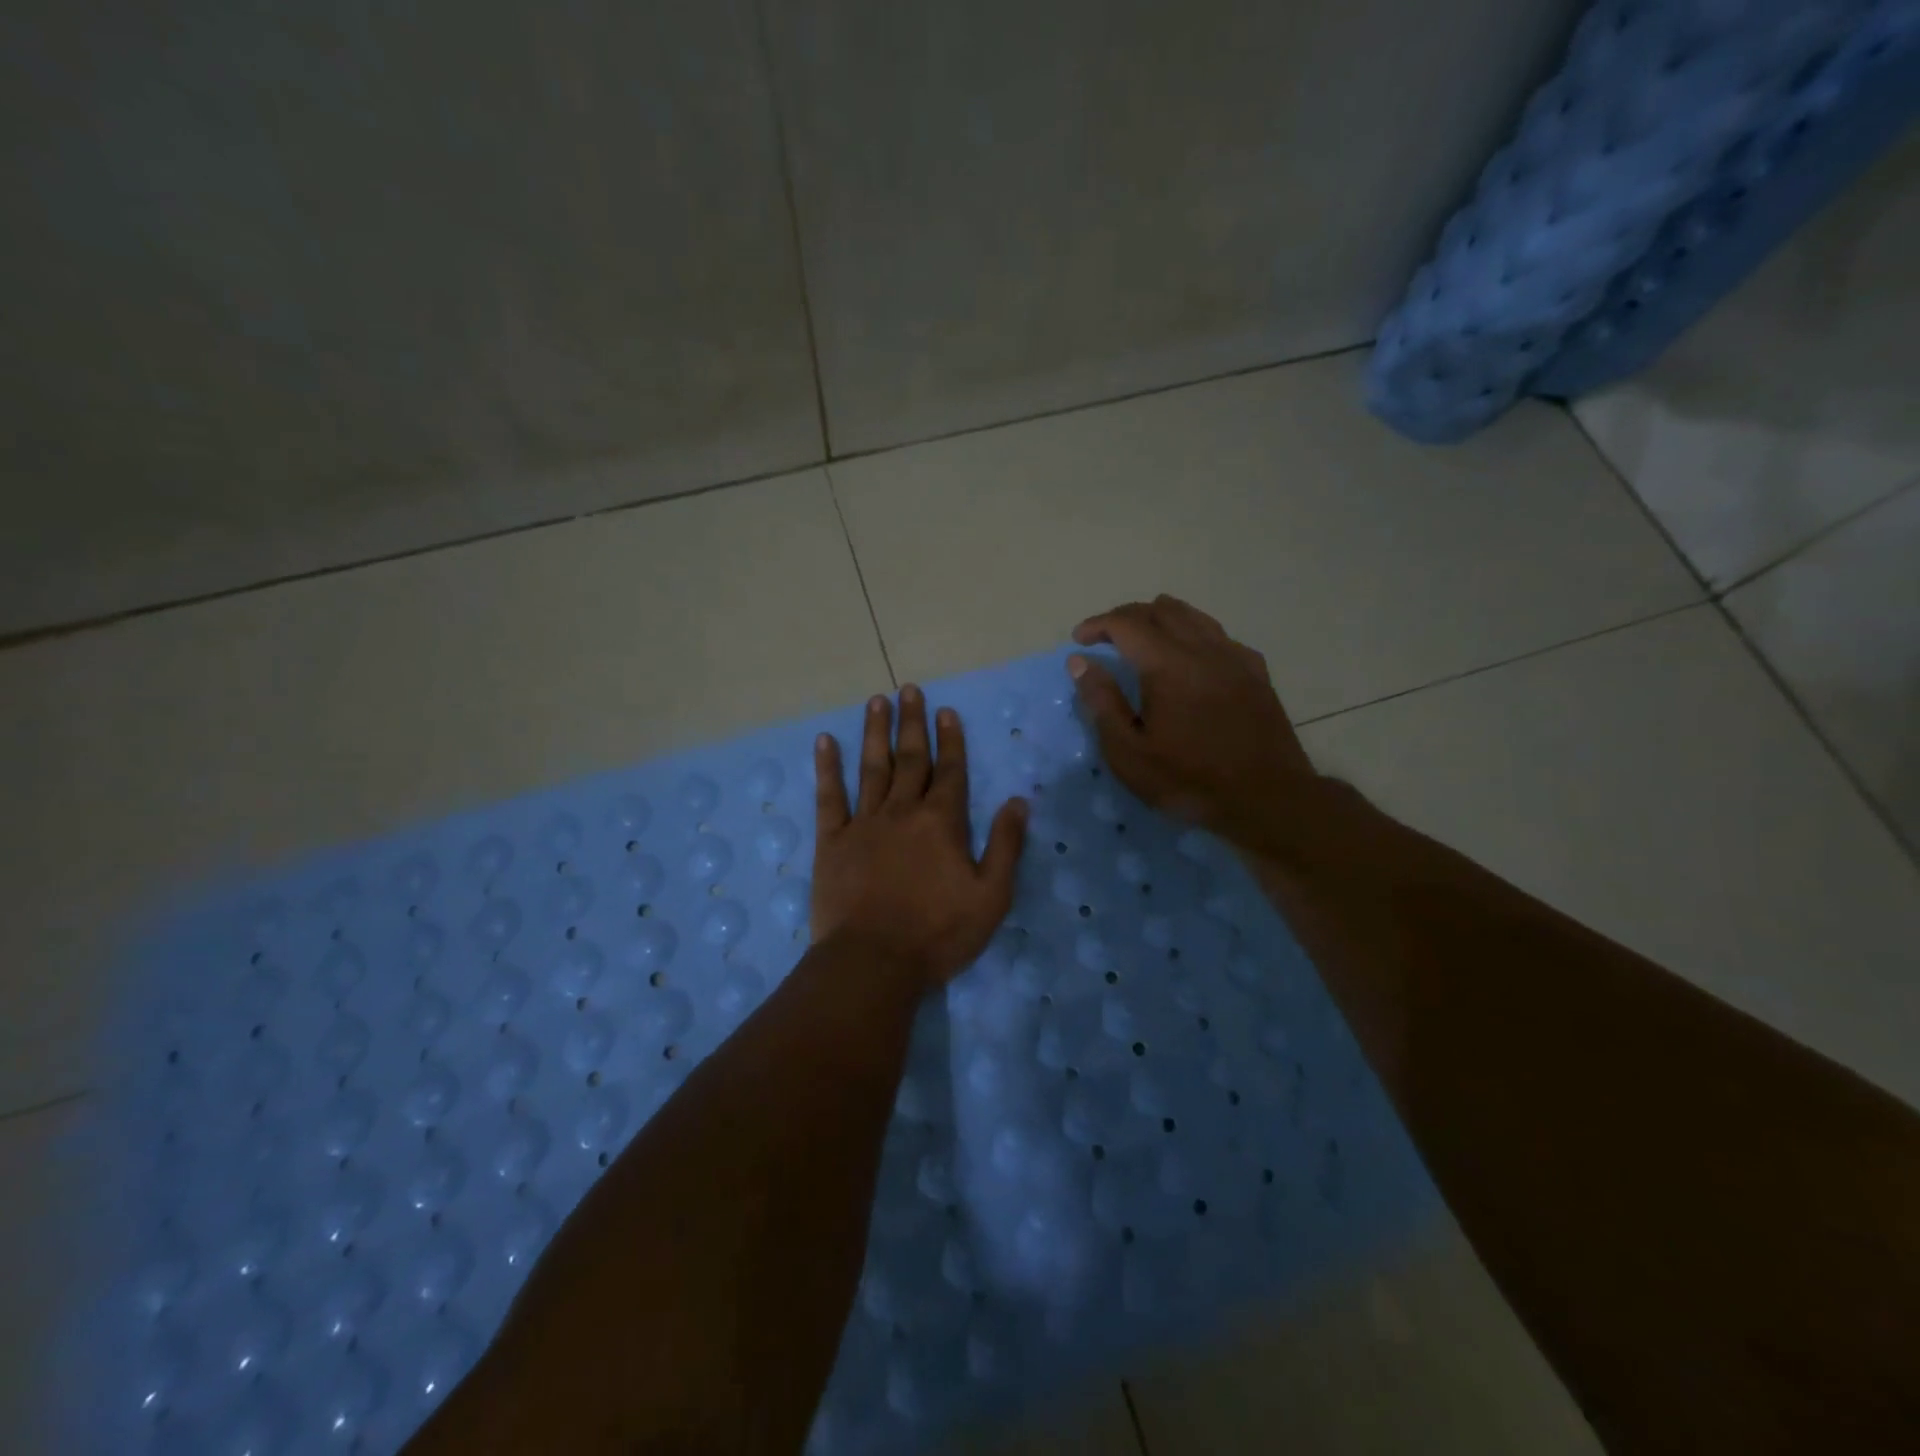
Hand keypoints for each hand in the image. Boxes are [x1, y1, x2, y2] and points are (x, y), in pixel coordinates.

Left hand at [812, 686, 1028, 986]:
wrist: (873, 961)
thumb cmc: (938, 933)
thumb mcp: (991, 896)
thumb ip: (1006, 845)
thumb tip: (1019, 800)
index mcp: (942, 822)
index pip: (950, 771)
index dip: (950, 740)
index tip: (946, 711)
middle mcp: (902, 811)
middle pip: (910, 759)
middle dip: (912, 722)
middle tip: (909, 689)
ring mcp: (863, 823)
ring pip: (871, 768)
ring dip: (874, 733)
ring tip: (876, 701)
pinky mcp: (831, 841)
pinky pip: (828, 797)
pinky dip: (827, 768)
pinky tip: (824, 742)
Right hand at [1067, 596, 1319, 847]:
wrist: (1268, 799)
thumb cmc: (1190, 780)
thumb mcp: (1129, 753)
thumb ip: (1102, 702)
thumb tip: (1079, 662)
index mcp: (1167, 665)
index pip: (1125, 624)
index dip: (1098, 625)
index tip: (1079, 639)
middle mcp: (1202, 648)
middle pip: (1160, 611)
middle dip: (1126, 616)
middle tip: (1105, 636)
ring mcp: (1234, 657)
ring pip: (1193, 616)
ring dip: (1160, 618)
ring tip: (1143, 636)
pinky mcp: (1256, 672)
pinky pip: (1219, 635)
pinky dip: (1193, 633)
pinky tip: (1190, 655)